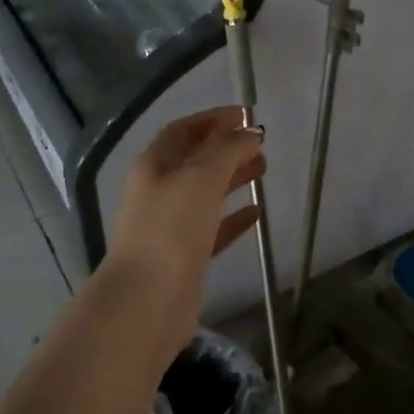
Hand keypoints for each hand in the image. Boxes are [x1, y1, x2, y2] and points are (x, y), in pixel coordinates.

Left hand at [107, 106, 264, 316]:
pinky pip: (213, 227)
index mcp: (154, 165)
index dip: (213, 119)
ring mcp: (170, 225)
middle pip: (195, 160)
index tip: (246, 115)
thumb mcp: (202, 176)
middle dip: (227, 148)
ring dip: (233, 178)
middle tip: (261, 145)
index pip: (183, 130)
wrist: (149, 299)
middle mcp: (159, 191)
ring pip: (206, 192)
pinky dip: (234, 217)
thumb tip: (250, 133)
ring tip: (264, 170)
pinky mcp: (185, 255)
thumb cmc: (172, 227)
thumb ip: (228, 150)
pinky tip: (256, 213)